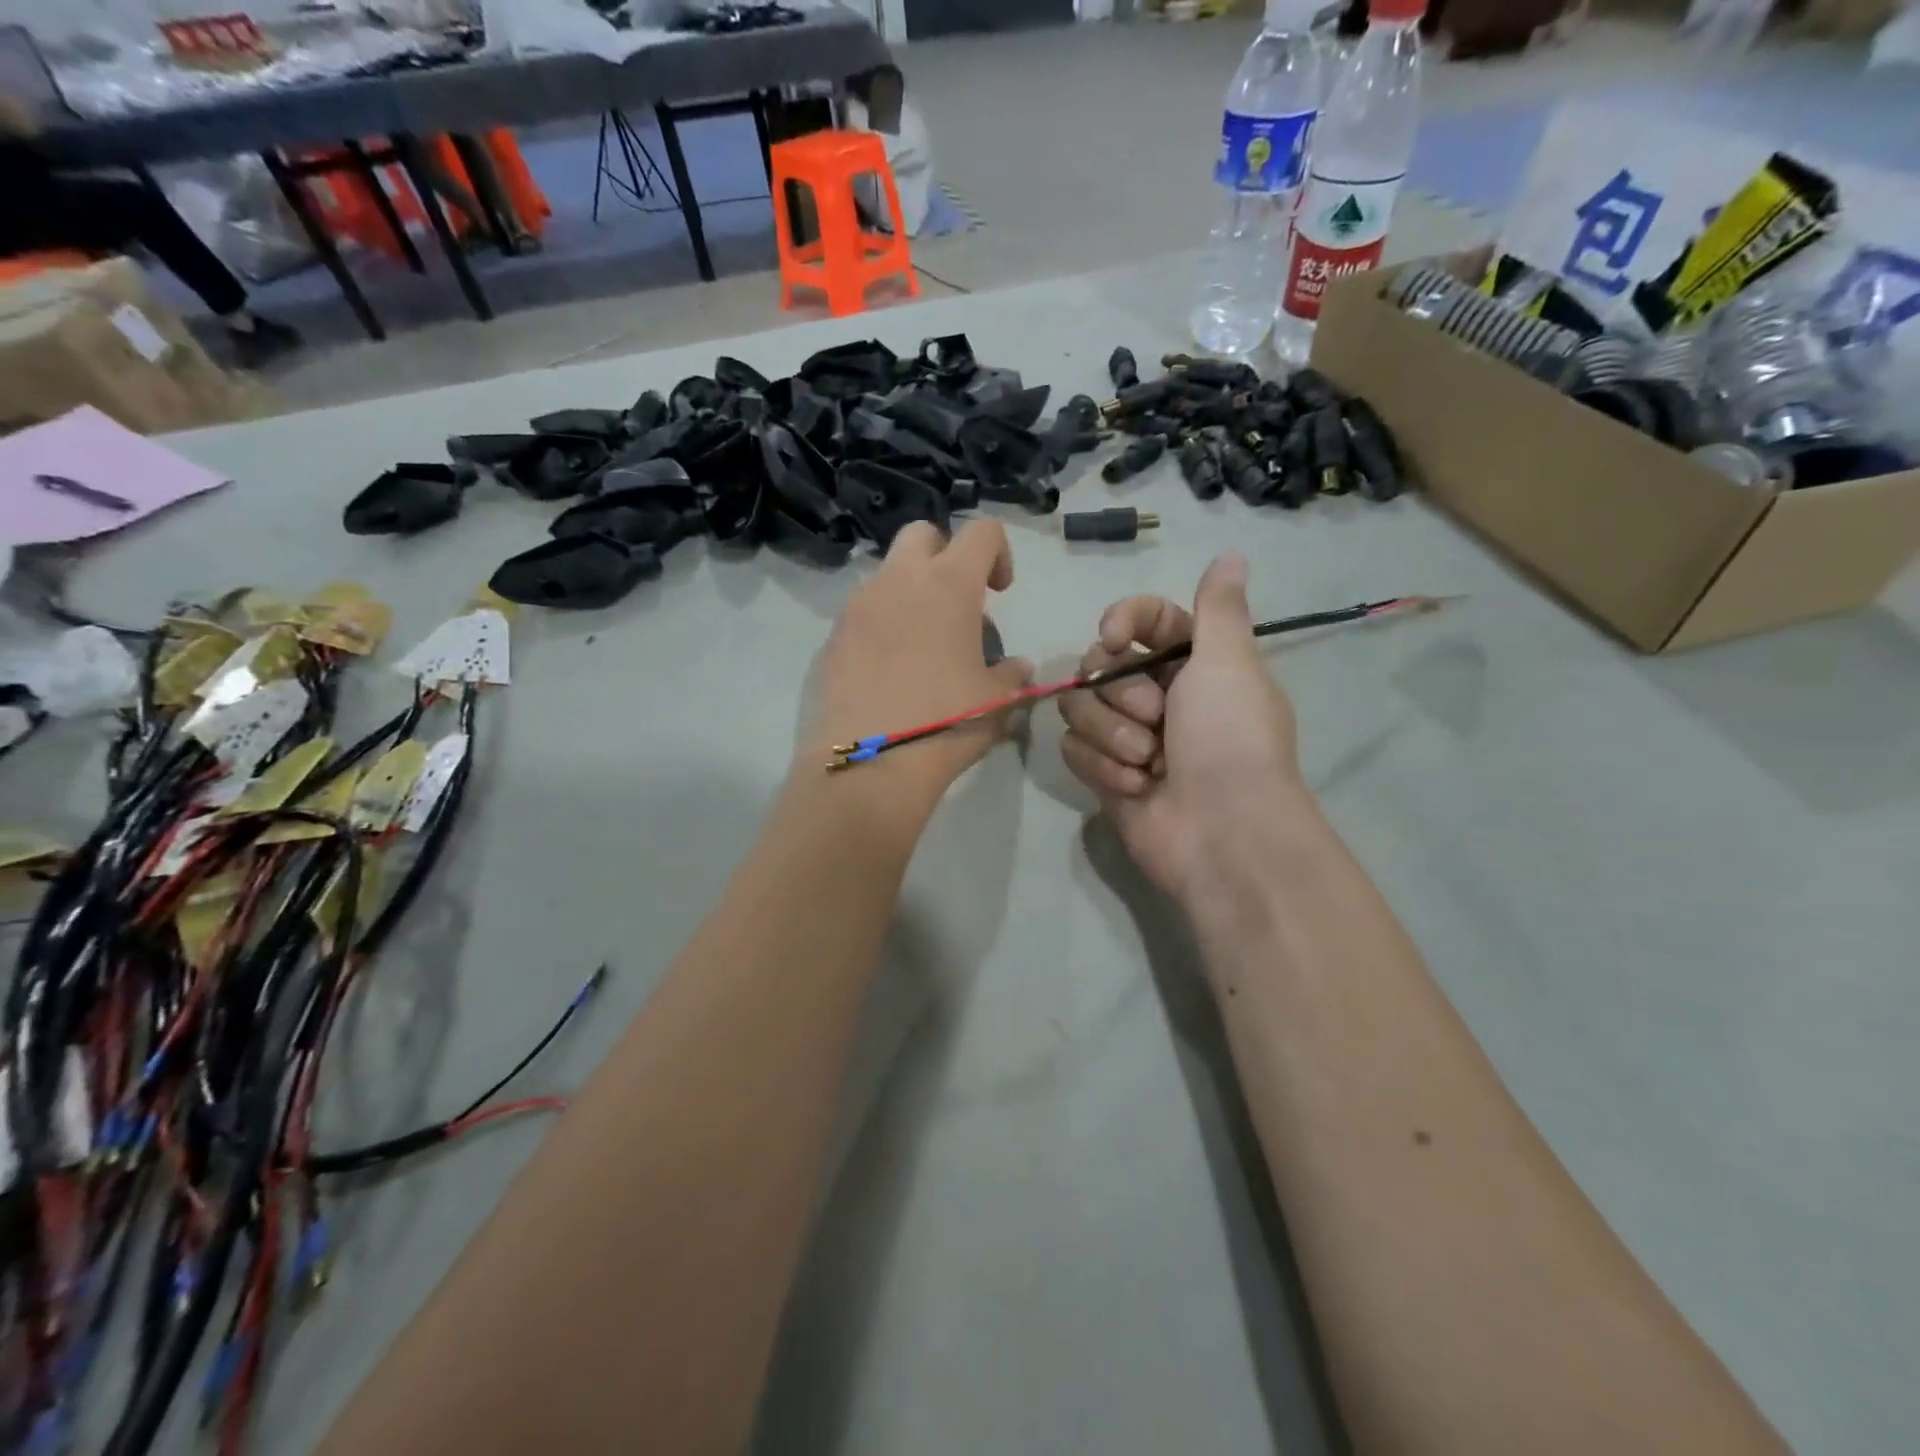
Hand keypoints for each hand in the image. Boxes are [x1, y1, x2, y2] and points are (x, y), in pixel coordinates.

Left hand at [805, 519, 1030, 808]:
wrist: (869, 765)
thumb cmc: (947, 722)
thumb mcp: (996, 701)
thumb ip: (1011, 674)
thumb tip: (1017, 667)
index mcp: (948, 584)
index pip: (981, 531)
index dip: (998, 552)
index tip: (999, 591)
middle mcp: (899, 581)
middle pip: (921, 535)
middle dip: (943, 555)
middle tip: (956, 604)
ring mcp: (857, 606)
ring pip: (887, 575)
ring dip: (909, 594)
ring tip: (922, 647)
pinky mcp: (831, 637)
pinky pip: (862, 614)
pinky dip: (881, 626)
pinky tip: (889, 672)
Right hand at [1059, 555, 1311, 904]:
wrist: (1221, 835)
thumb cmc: (1230, 740)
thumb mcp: (1230, 663)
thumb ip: (1219, 608)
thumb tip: (1231, 555)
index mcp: (1192, 664)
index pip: (1143, 620)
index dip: (1122, 621)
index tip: (1114, 639)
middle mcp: (1158, 696)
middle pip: (1099, 665)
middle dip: (1121, 694)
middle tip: (1156, 720)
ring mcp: (1127, 737)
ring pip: (1079, 707)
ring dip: (1110, 734)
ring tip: (1147, 763)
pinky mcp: (1105, 774)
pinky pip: (1072, 749)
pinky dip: (1101, 767)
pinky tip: (1135, 788)